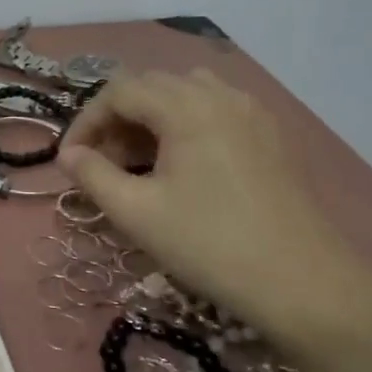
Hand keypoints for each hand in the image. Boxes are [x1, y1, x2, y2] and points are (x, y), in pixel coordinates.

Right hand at [58, 69, 371, 336]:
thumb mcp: (136, 213)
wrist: (303, 284)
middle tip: (102, 164)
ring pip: (186, 95)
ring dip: (152, 119)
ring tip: (140, 163)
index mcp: (186, 107)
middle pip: (152, 86)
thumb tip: (68, 155)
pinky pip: (216, 110)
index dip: (86, 121)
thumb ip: (92, 175)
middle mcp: (221, 96)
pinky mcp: (271, 136)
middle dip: (117, 119)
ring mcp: (252, 113)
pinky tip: (183, 168)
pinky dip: (186, 125)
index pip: (119, 91)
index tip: (70, 160)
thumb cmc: (209, 245)